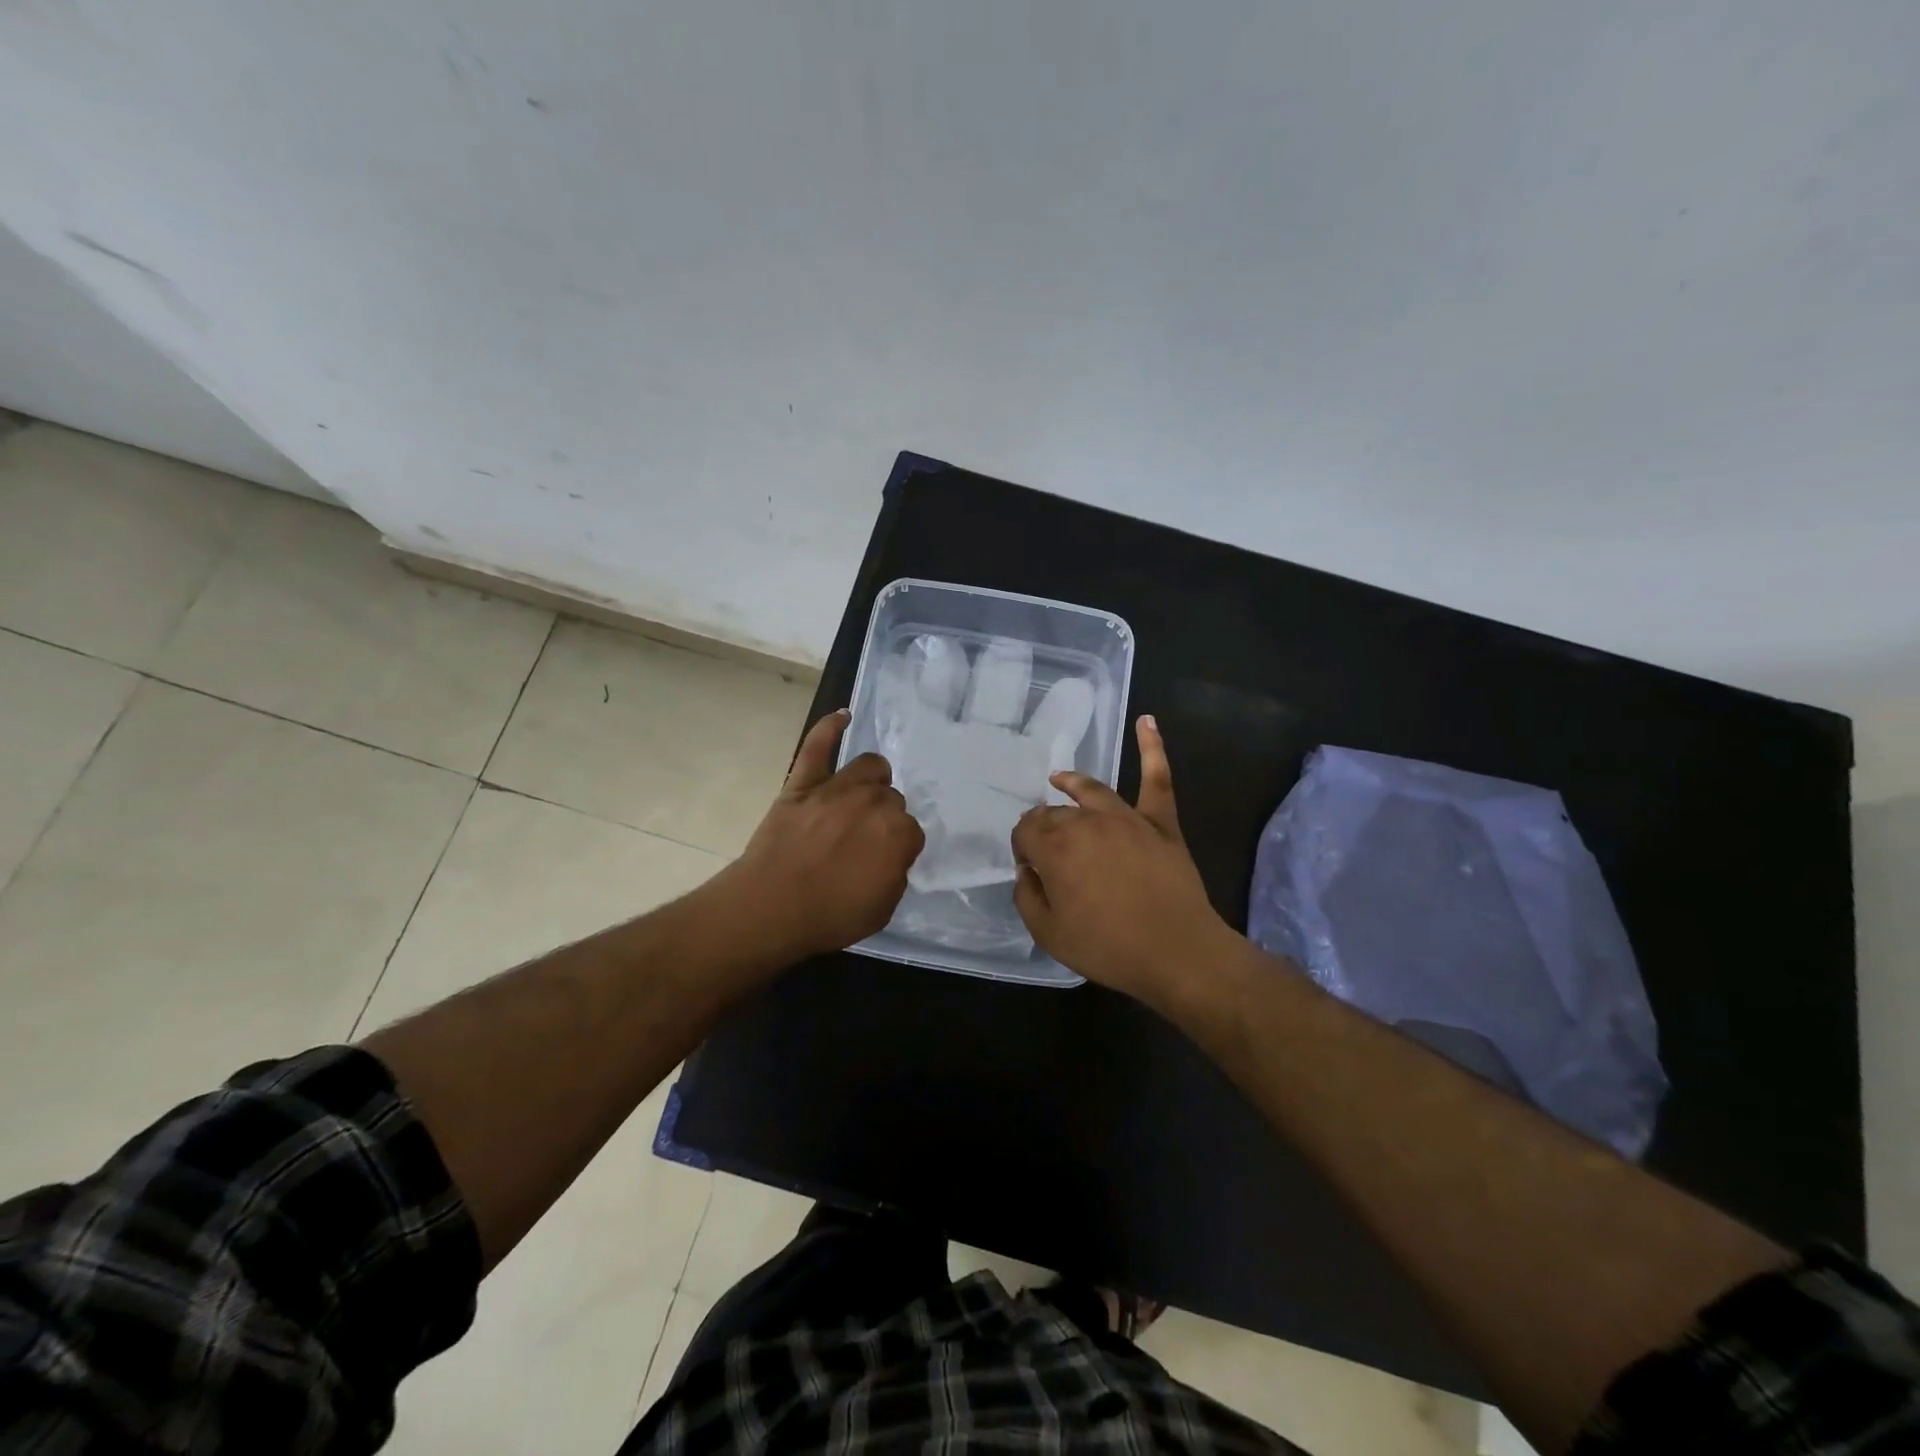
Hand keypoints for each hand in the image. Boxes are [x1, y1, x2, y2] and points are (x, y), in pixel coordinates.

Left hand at [729, 710, 924, 960]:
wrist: (771, 908)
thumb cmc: (830, 915)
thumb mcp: (883, 908)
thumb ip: (896, 874)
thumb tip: (891, 855)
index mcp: (899, 833)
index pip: (911, 831)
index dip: (898, 848)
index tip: (884, 861)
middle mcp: (874, 802)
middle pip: (892, 798)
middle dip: (884, 817)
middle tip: (865, 840)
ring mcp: (837, 788)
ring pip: (869, 767)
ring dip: (872, 780)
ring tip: (862, 795)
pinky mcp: (803, 783)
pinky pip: (817, 747)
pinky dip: (829, 728)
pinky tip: (842, 716)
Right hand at [1011, 716, 1237, 1006]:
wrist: (1177, 952)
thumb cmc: (1108, 947)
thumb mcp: (1048, 933)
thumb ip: (1026, 896)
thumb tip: (1027, 870)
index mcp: (1055, 847)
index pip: (1025, 831)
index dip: (1022, 848)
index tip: (1031, 870)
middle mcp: (1086, 822)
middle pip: (1054, 812)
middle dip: (1043, 826)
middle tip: (1047, 851)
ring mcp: (1126, 817)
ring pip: (1090, 790)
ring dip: (1071, 782)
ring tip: (1059, 779)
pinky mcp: (1161, 822)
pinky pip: (1157, 778)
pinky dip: (1152, 747)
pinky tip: (1147, 720)